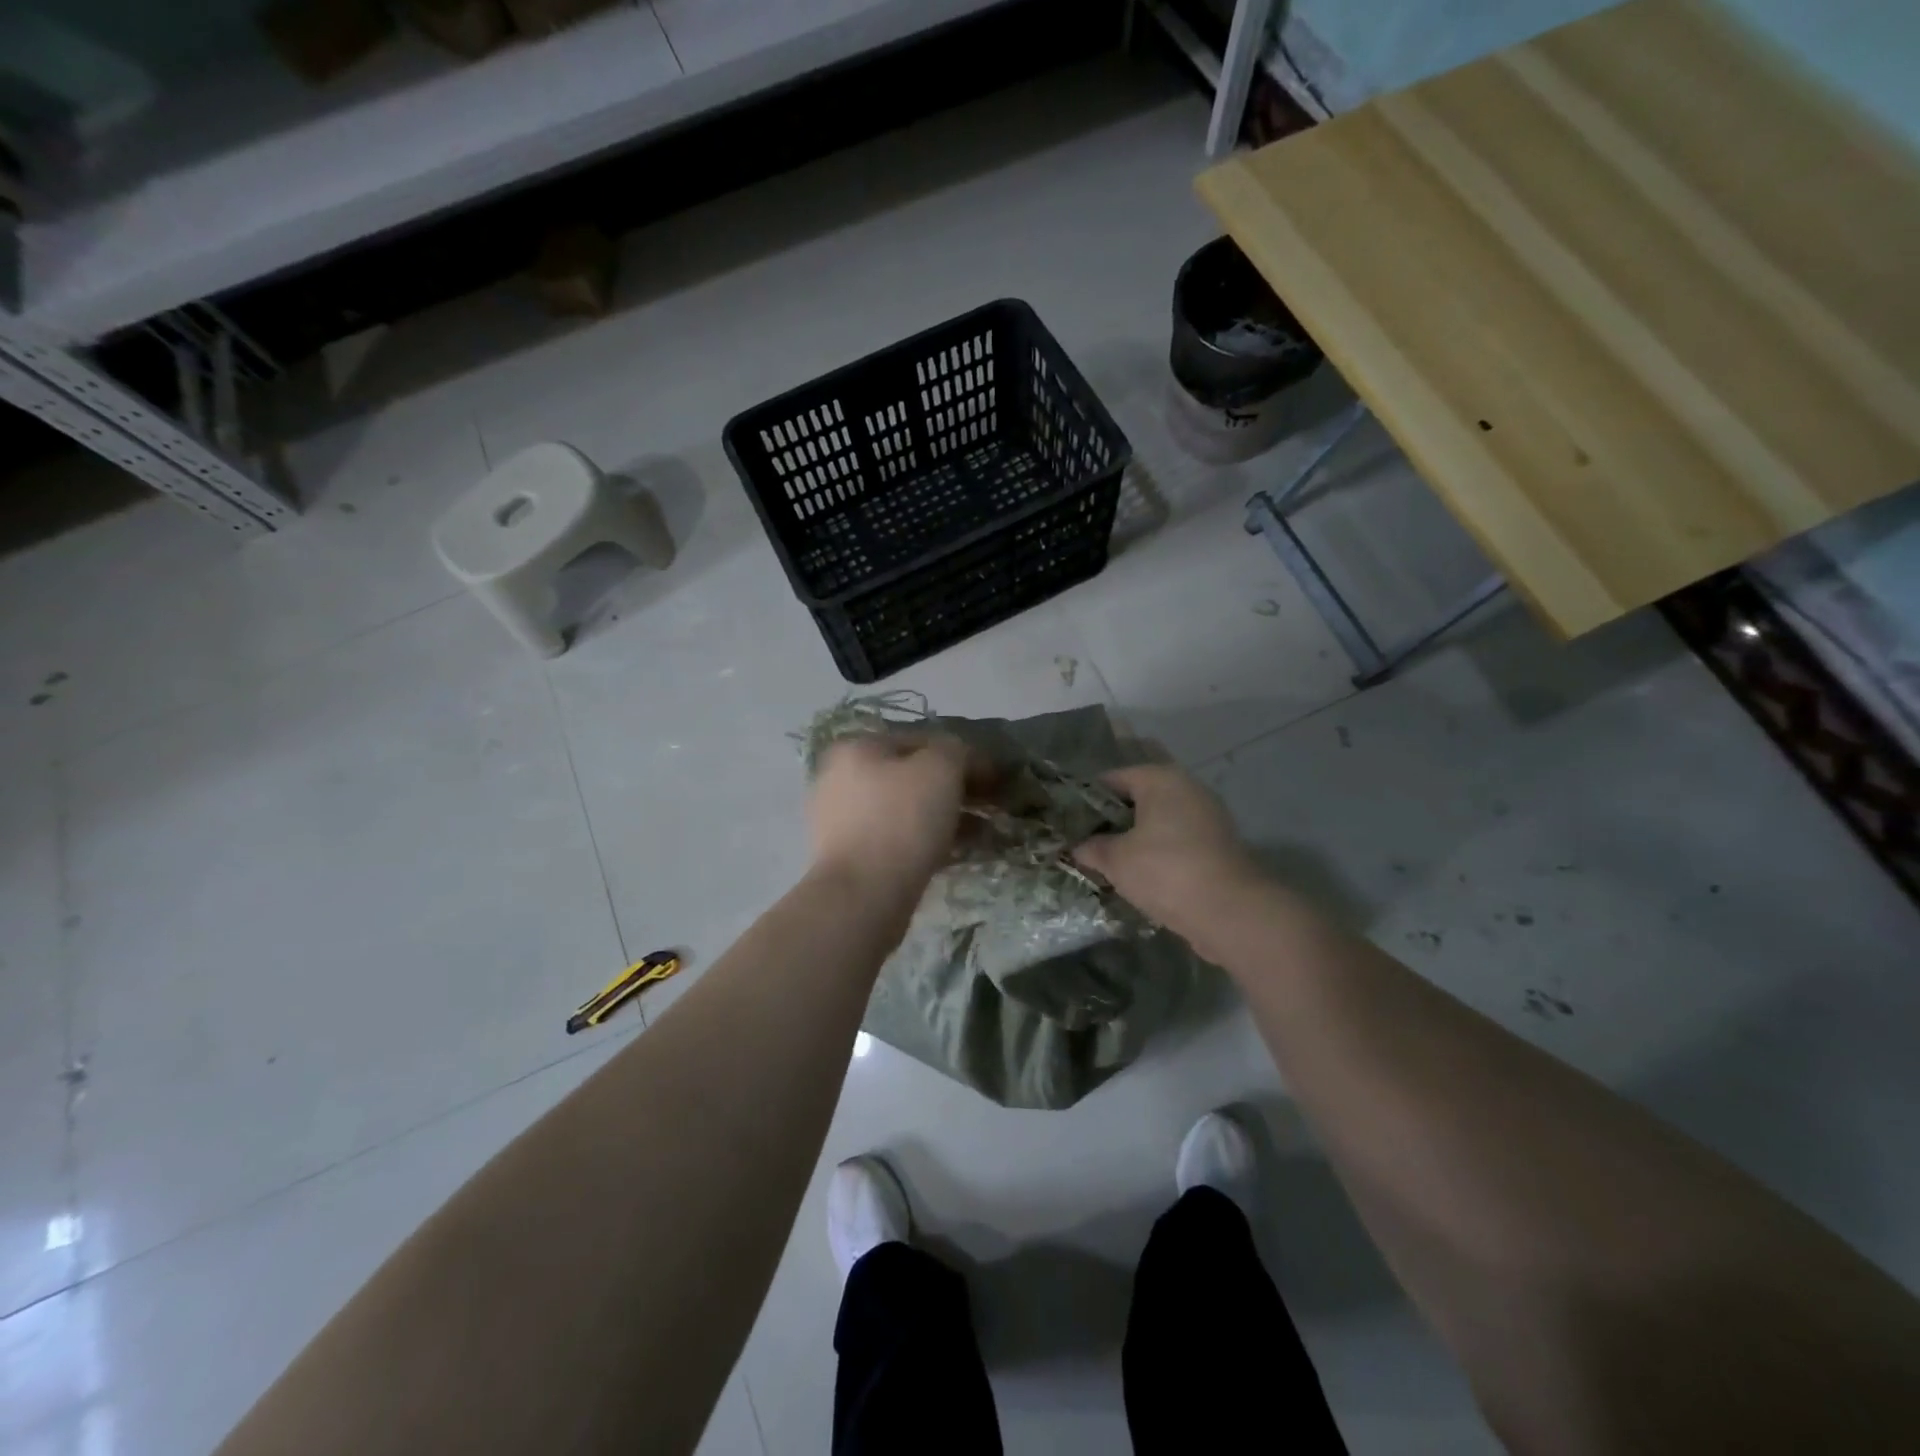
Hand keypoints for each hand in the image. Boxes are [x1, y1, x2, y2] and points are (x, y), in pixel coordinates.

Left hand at [808, 734, 977, 894]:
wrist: (862, 897)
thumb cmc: (900, 821)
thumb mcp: (940, 769)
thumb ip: (956, 751)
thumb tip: (963, 757)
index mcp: (856, 748)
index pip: (920, 740)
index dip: (962, 755)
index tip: (994, 777)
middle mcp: (841, 779)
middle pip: (911, 776)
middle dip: (954, 789)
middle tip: (990, 805)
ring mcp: (841, 821)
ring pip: (906, 810)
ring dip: (946, 816)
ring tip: (983, 833)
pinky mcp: (851, 858)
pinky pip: (898, 840)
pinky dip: (928, 841)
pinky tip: (958, 853)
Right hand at [1072, 764, 1265, 933]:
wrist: (1230, 912)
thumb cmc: (1165, 871)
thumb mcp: (1116, 860)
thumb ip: (1092, 848)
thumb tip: (1077, 847)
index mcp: (1161, 779)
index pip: (1113, 778)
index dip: (1088, 799)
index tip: (1069, 821)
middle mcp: (1188, 789)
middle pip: (1139, 799)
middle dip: (1113, 820)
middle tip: (1086, 842)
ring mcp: (1208, 817)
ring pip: (1160, 822)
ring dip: (1137, 839)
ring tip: (1109, 862)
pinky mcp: (1219, 846)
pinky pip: (1178, 842)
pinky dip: (1159, 853)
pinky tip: (1141, 876)